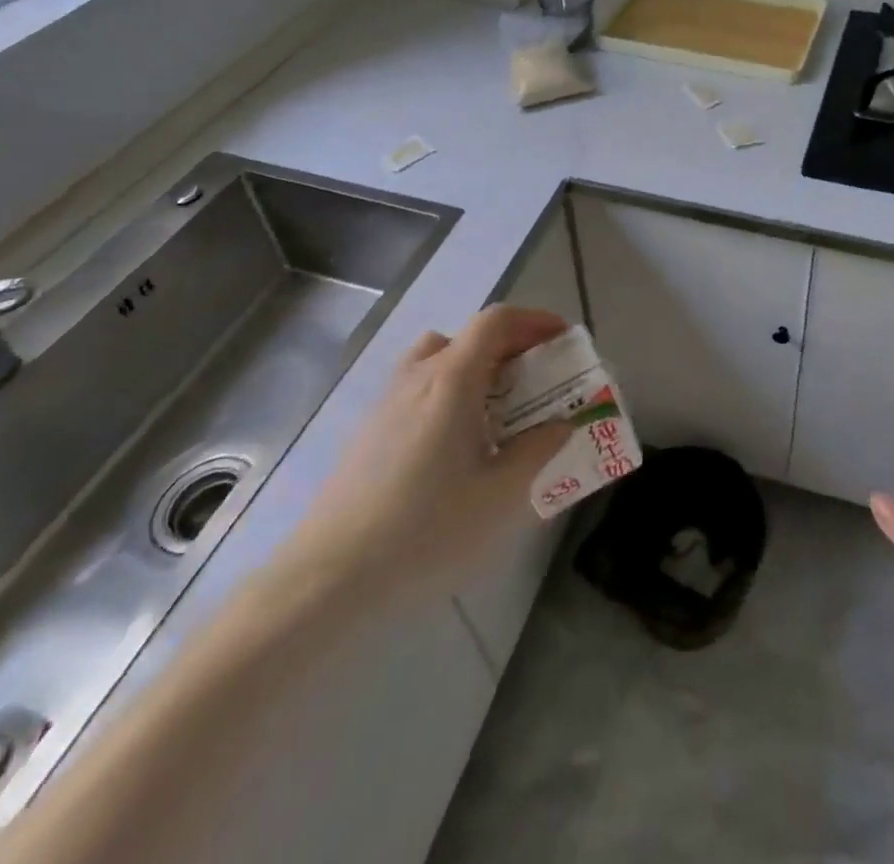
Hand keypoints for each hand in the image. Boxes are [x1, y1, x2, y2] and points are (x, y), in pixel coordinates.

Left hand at [274, 305, 573, 610]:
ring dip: (475, 364)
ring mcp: (388, 400)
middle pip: (469, 335)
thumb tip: (560, 425)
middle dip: (511, 345)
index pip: (496, 321)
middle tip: (536, 377)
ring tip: (495, 404)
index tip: (562, 340)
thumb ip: (537, 451)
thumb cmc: (426, 528)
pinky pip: (418, 385)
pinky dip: (447, 389)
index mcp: (453, 379)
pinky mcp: (370, 428)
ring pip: (438, 357)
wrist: (331, 574)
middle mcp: (419, 375)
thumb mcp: (500, 495)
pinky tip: (454, 441)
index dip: (534, 320)